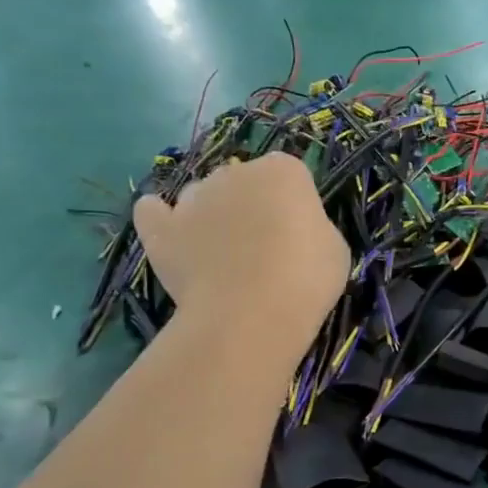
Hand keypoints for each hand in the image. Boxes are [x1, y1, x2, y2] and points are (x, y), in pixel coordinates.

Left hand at [134, 154, 346, 345]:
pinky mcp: (161, 228)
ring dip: (211, 213)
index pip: (289, 173)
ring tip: (222, 253)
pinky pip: (153, 211)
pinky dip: (160, 217)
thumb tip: (294, 231)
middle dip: (250, 203)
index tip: (299, 230)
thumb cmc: (306, 279)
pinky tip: (172, 231)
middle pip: (242, 179)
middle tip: (263, 244)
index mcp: (284, 171)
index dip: (293, 201)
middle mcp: (236, 172)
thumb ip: (312, 226)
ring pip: (202, 195)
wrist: (250, 316)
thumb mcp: (334, 247)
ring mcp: (193, 198)